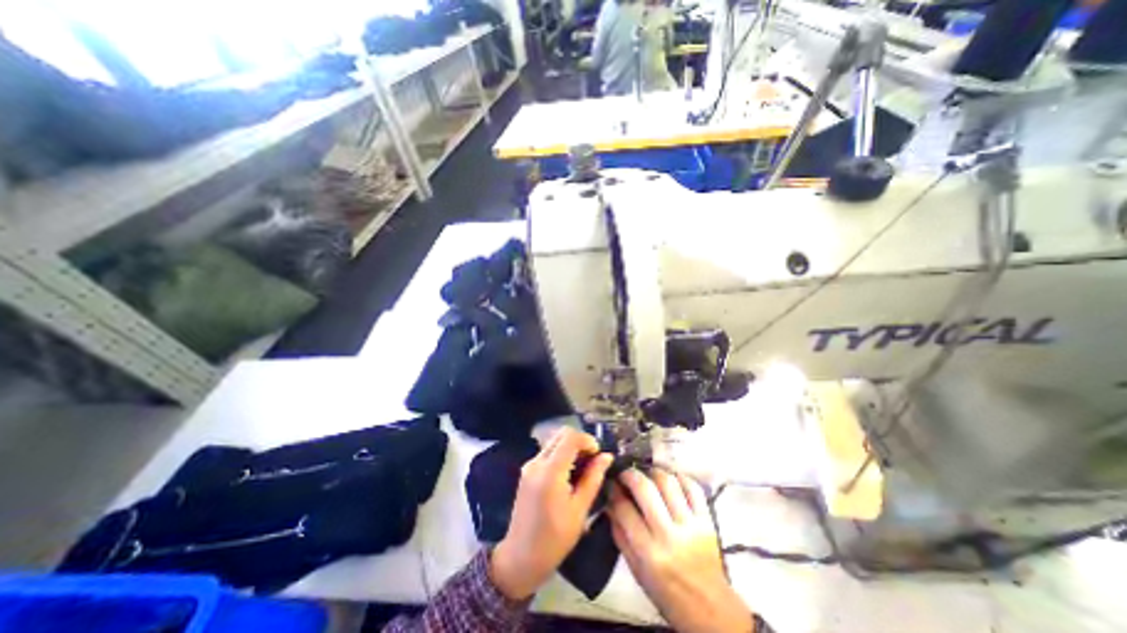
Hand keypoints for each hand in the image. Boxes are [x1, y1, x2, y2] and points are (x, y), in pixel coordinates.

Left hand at [489, 425, 613, 596]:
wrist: (520, 558)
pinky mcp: (527, 471)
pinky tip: (569, 474)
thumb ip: (593, 478)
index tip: (598, 455)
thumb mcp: (579, 509)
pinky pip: (547, 452)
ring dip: (570, 447)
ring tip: (583, 469)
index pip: (570, 437)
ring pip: (554, 441)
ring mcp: (529, 465)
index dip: (587, 440)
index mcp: (550, 471)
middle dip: (580, 442)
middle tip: (592, 461)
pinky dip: (561, 455)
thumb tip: (607, 456)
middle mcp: (537, 462)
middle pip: (561, 435)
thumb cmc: (554, 539)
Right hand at [603, 468, 751, 630]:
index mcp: (648, 553)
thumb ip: (620, 535)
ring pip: (668, 482)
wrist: (710, 610)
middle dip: (630, 474)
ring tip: (647, 475)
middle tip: (625, 474)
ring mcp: (691, 525)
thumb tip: (609, 503)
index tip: (610, 483)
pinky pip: (692, 488)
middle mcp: (669, 535)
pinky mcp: (707, 520)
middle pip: (645, 488)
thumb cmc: (667, 593)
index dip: (613, 491)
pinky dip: (679, 477)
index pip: (624, 508)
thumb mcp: (636, 571)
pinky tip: (670, 479)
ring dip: (653, 472)